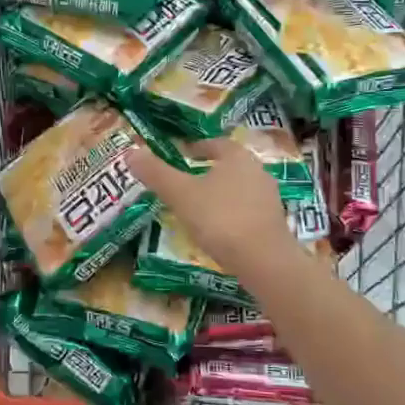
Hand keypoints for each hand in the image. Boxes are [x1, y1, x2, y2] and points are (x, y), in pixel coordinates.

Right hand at [127, 137, 295, 283]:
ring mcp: (270, 198)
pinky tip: (219, 230)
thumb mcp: (181, 195)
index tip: (184, 153)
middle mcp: (258, 171)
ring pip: (240, 188)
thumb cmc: (220, 219)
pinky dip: (232, 214)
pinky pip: (248, 210)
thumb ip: (156, 174)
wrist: (264, 261)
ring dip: (221, 193)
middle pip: (230, 165)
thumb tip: (130, 152)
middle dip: (210, 171)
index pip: (216, 143)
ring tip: (200, 207)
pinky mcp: (274, 223)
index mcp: (237, 156)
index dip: (198, 147)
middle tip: (187, 181)